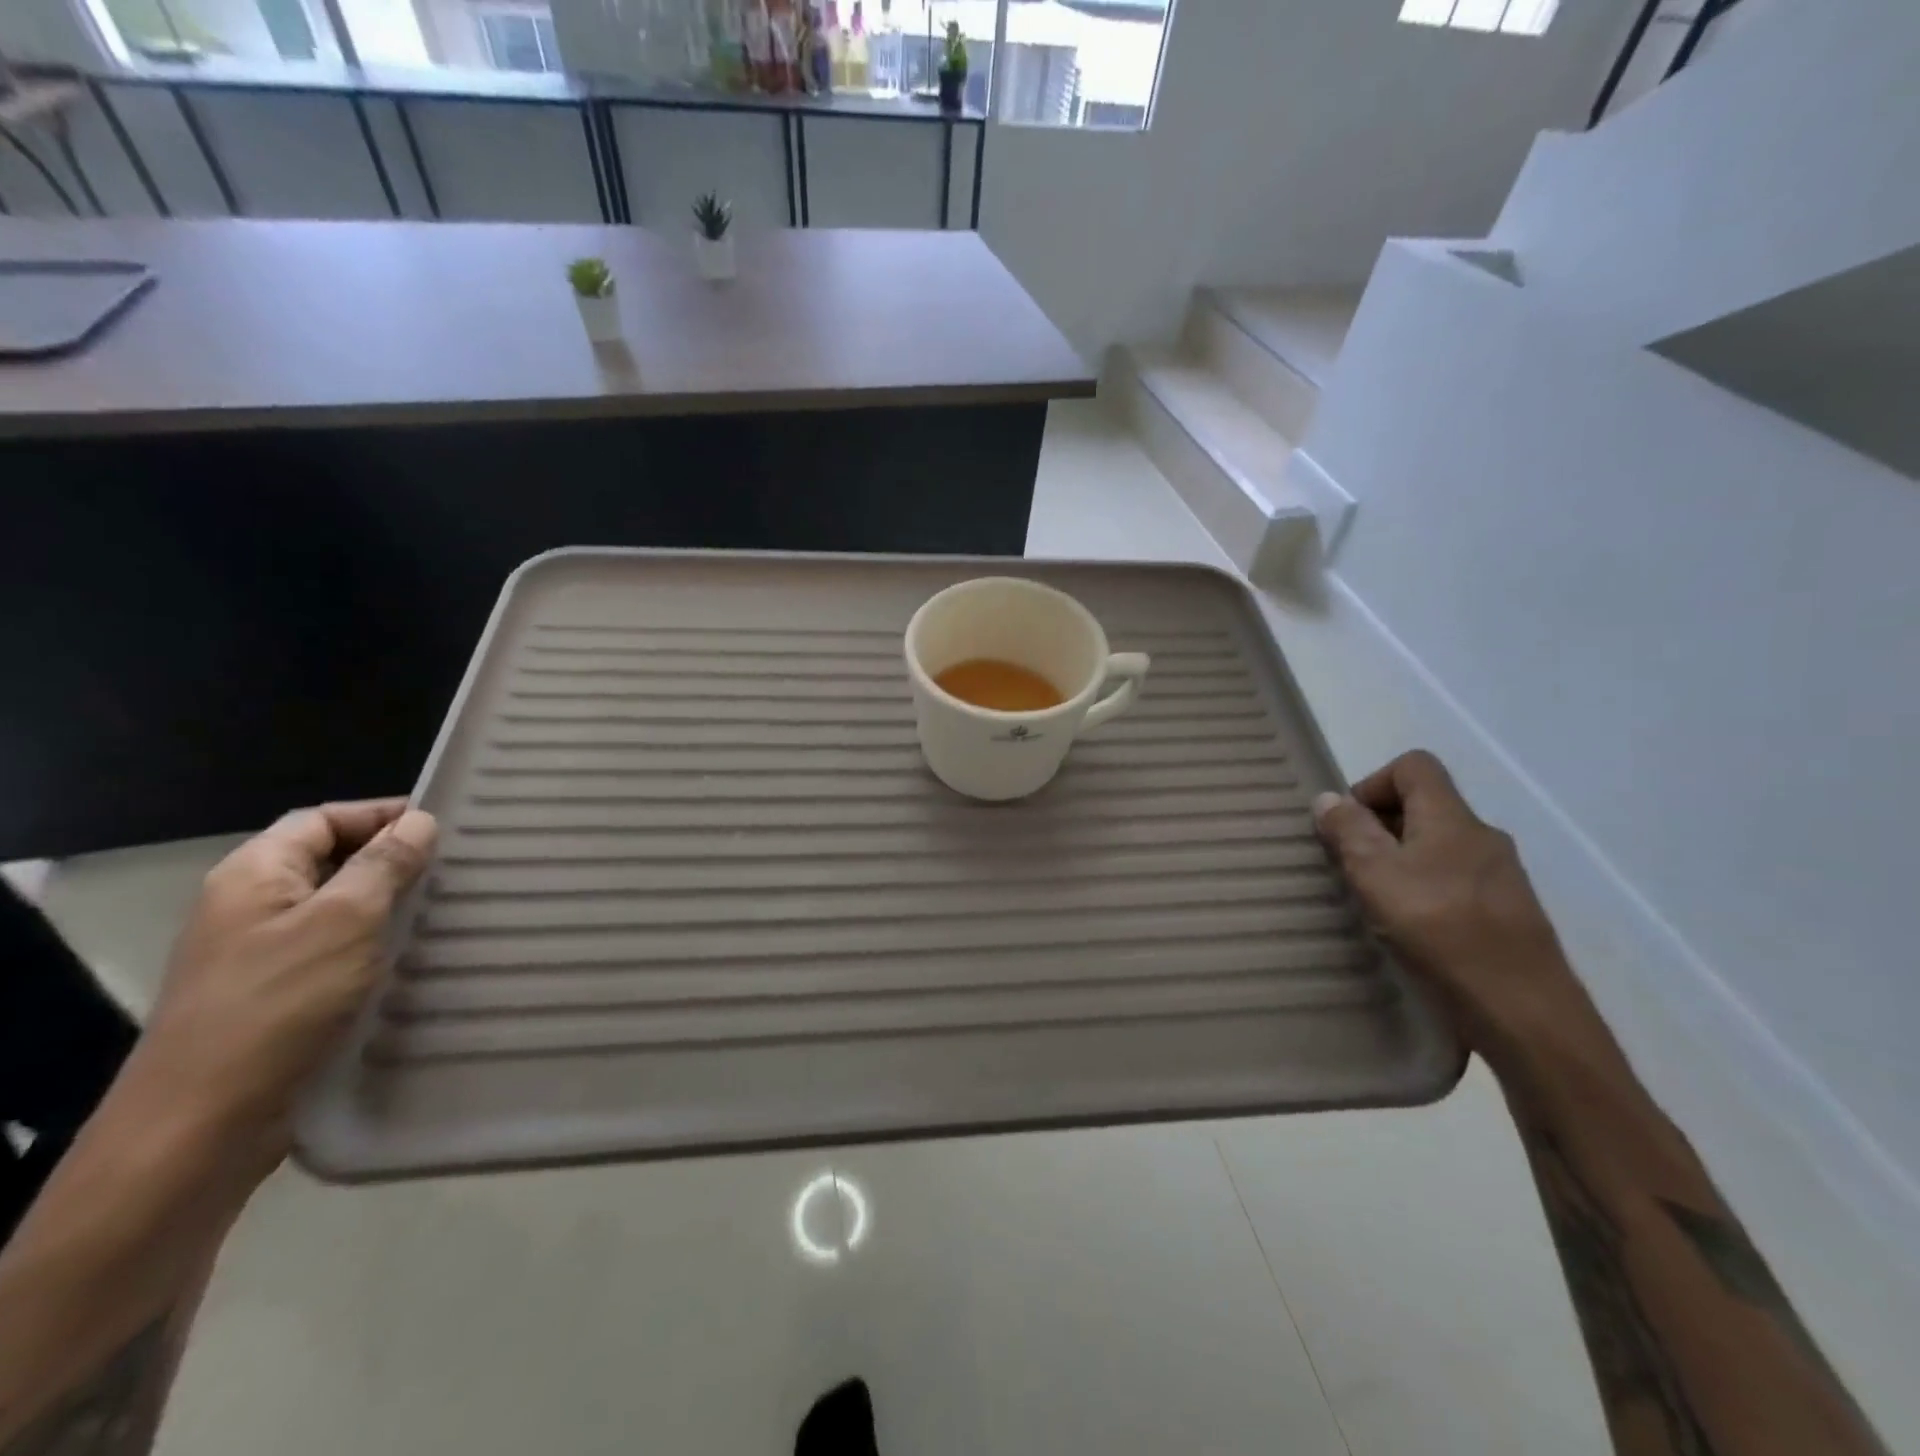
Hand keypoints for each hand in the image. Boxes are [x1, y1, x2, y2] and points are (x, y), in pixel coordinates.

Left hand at [122, 800, 436, 1174]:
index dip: (381, 814)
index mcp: (253, 875)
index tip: (444, 824)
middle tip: (458, 868)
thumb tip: (419, 822)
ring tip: (450, 909)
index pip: (322, 819)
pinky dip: (379, 946)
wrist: (204, 1122)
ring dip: (391, 906)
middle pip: (331, 862)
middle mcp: (252, 907)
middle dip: (393, 860)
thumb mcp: (343, 921)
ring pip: (340, 910)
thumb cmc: (277, 1004)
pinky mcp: (281, 997)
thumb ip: (384, 865)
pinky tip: (418, 958)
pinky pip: (339, 952)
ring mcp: (263, 955)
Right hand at [1312, 751, 1602, 1067]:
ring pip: (1439, 844)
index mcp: (1452, 818)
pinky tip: (1413, 927)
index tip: (1349, 824)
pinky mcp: (1508, 911)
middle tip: (1352, 866)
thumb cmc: (1441, 930)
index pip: (1414, 766)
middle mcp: (1482, 836)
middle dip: (1380, 825)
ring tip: (1378, 900)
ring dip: (1401, 859)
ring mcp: (1502, 875)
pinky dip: (1426, 887)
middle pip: (1425, 805)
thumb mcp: (1376, 876)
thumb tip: (1328, 798)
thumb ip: (1349, 832)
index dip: (1373, 782)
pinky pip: (1456, 878)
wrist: (1524, 1011)